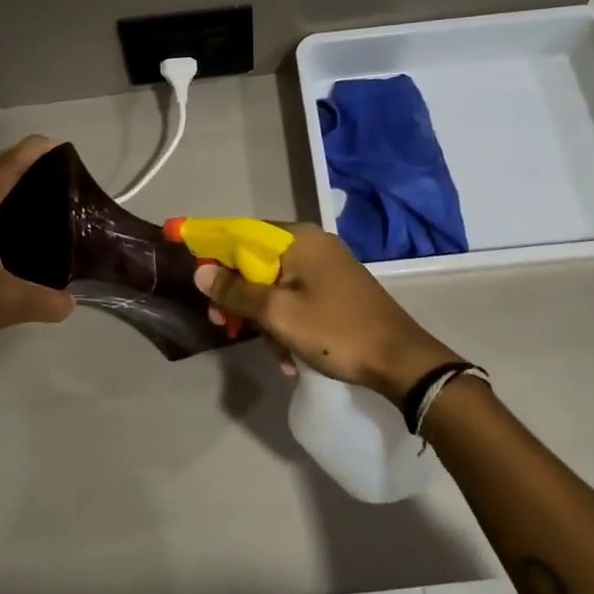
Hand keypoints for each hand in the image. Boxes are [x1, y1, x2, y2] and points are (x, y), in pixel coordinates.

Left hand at [0, 136, 73, 366]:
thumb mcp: (8, 304)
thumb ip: (46, 301)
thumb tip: (71, 302)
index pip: (7, 167)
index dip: (31, 151)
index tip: (57, 142)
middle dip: (17, 158)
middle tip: (51, 165)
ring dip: (0, 176)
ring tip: (33, 188)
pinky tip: (6, 222)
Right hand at [192, 223, 461, 397]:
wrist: (401, 361)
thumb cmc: (336, 331)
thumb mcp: (278, 314)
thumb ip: (236, 291)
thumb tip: (201, 270)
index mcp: (298, 240)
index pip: (240, 233)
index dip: (211, 248)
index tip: (191, 270)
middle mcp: (312, 244)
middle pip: (256, 262)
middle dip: (238, 297)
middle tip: (224, 327)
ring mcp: (327, 267)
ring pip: (275, 286)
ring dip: (265, 320)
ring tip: (273, 354)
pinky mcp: (336, 290)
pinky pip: (296, 299)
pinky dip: (287, 325)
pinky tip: (290, 358)